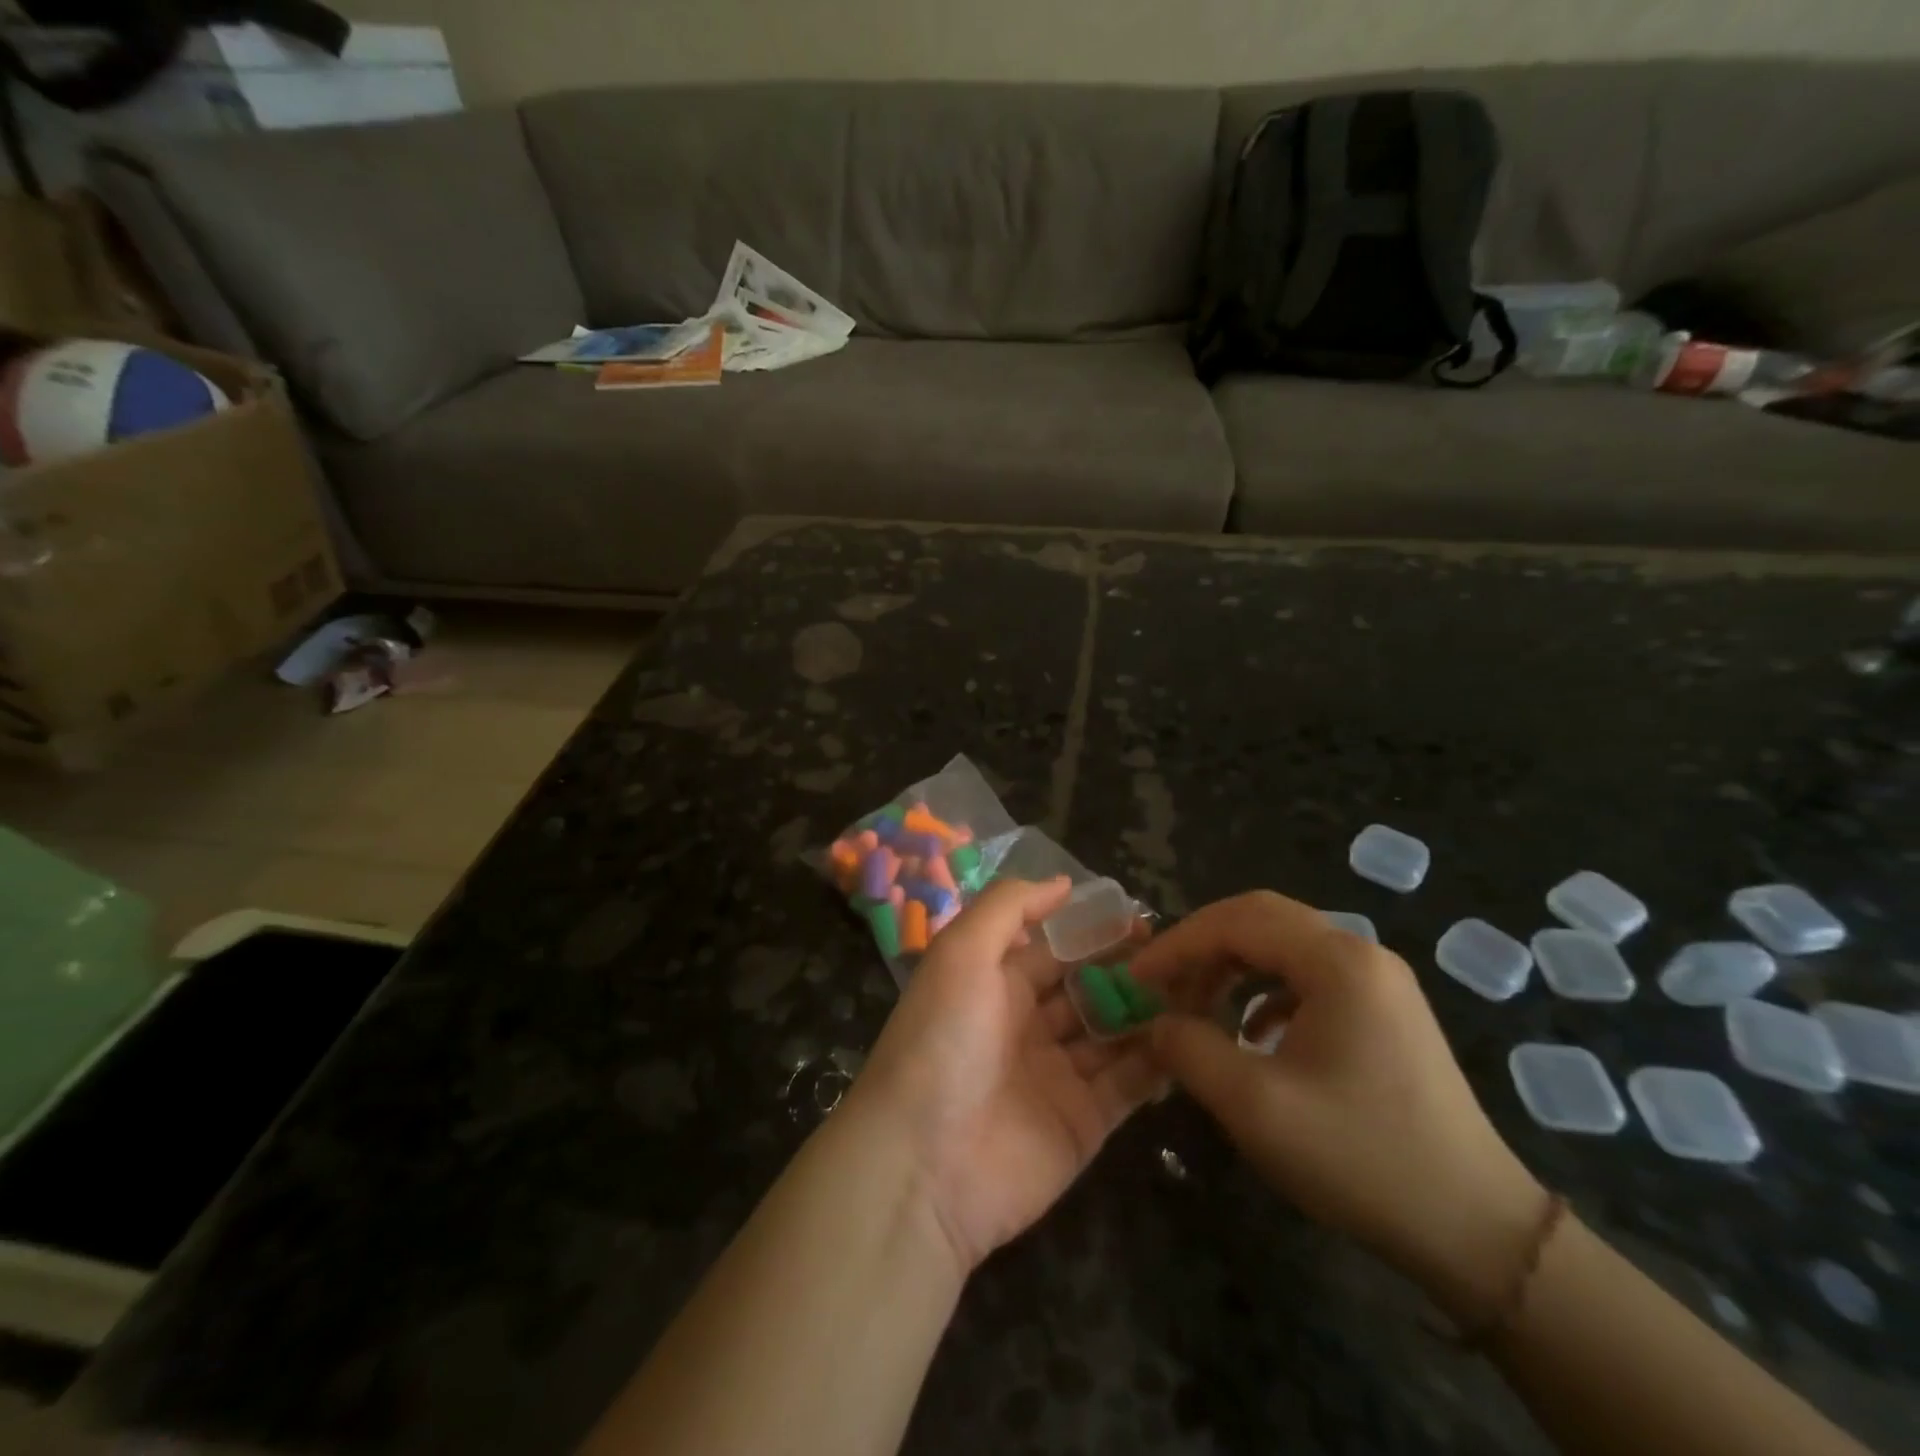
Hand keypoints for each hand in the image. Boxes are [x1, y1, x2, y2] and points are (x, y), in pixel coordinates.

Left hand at [851, 877, 1163, 1273]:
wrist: (924, 1165)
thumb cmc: (942, 1041)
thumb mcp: (961, 953)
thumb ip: (1009, 908)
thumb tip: (1063, 883)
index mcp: (995, 983)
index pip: (1054, 947)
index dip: (1094, 931)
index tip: (1141, 917)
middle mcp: (1026, 1025)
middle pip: (1088, 988)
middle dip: (1128, 969)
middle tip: (1180, 954)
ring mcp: (1057, 1075)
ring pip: (1113, 1032)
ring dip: (1150, 1010)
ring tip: (1199, 987)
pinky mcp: (1084, 1122)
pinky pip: (1129, 1084)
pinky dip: (1158, 1061)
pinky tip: (1192, 1037)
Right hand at [1131, 891, 1549, 1321]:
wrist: (1477, 1231)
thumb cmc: (1361, 1158)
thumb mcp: (1255, 1106)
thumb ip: (1190, 1049)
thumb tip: (1156, 1021)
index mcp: (1337, 961)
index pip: (1236, 921)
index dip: (1177, 943)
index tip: (1136, 978)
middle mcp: (1361, 954)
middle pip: (1261, 919)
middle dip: (1201, 945)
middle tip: (1161, 982)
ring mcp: (1379, 982)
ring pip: (1284, 946)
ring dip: (1231, 965)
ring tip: (1196, 1005)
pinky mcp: (1384, 1012)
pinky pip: (1308, 977)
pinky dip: (1264, 989)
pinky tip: (1251, 1031)